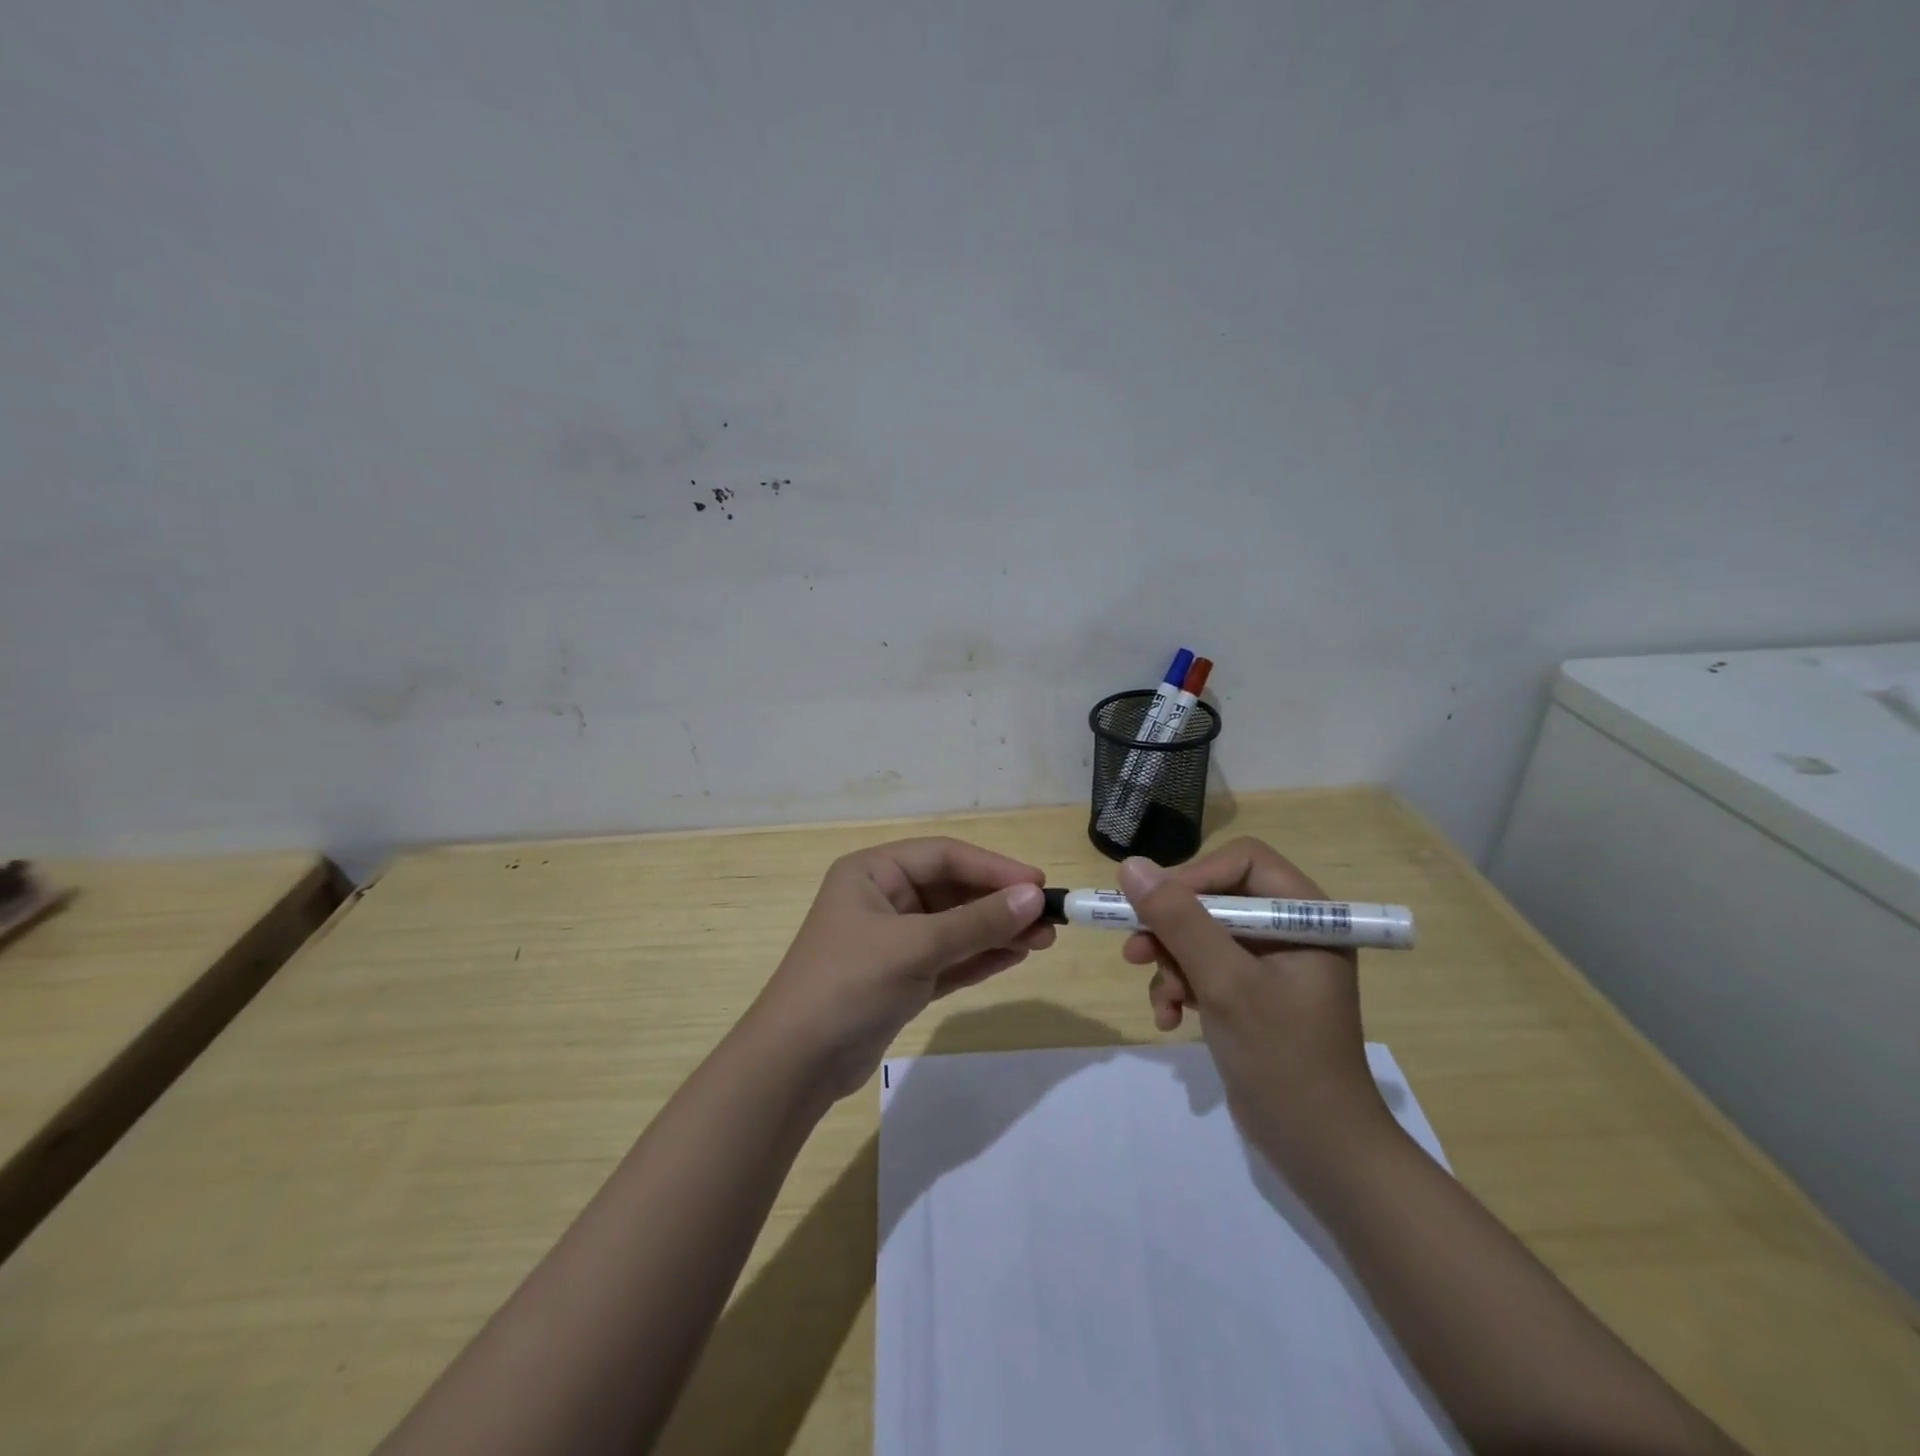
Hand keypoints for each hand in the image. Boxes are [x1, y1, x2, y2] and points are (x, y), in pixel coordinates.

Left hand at [747, 837, 1054, 1099]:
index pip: (943, 856)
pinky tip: (1015, 956)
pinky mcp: (901, 978)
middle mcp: (883, 899)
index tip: (1038, 884)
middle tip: (1049, 919)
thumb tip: (1033, 897)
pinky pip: (949, 958)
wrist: (796, 1065)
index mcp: (873, 873)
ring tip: (1044, 940)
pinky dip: (980, 957)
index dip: (993, 867)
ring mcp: (892, 941)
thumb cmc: (849, 985)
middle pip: (952, 890)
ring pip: (955, 926)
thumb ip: (976, 922)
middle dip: (999, 903)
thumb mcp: (915, 947)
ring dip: (996, 931)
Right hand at [1118, 839, 1389, 1162]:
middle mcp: (1290, 931)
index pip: (1242, 862)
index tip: (1155, 908)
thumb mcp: (1226, 983)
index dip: (1194, 877)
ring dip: (1171, 964)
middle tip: (1136, 953)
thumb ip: (1179, 921)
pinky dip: (1180, 988)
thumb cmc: (1284, 1059)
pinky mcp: (1251, 994)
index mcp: (1306, 916)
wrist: (1320, 1153)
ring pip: (1201, 934)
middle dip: (1173, 929)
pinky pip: (1203, 969)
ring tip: (1163, 1000)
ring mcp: (1270, 964)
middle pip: (1215, 898)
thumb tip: (1131, 866)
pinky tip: (1170, 1018)